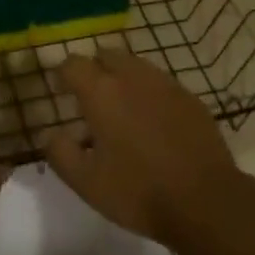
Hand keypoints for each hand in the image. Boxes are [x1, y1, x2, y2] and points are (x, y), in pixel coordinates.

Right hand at [43, 48, 243, 246]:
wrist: (204, 200)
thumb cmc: (138, 191)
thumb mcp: (86, 183)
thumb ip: (61, 153)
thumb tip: (50, 134)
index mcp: (101, 92)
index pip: (73, 64)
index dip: (63, 74)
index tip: (61, 90)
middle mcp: (132, 76)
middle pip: (106, 55)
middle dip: (95, 69)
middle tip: (92, 97)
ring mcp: (164, 83)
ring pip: (136, 65)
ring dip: (123, 77)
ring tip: (123, 109)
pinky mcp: (189, 97)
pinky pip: (161, 83)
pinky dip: (150, 93)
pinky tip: (154, 121)